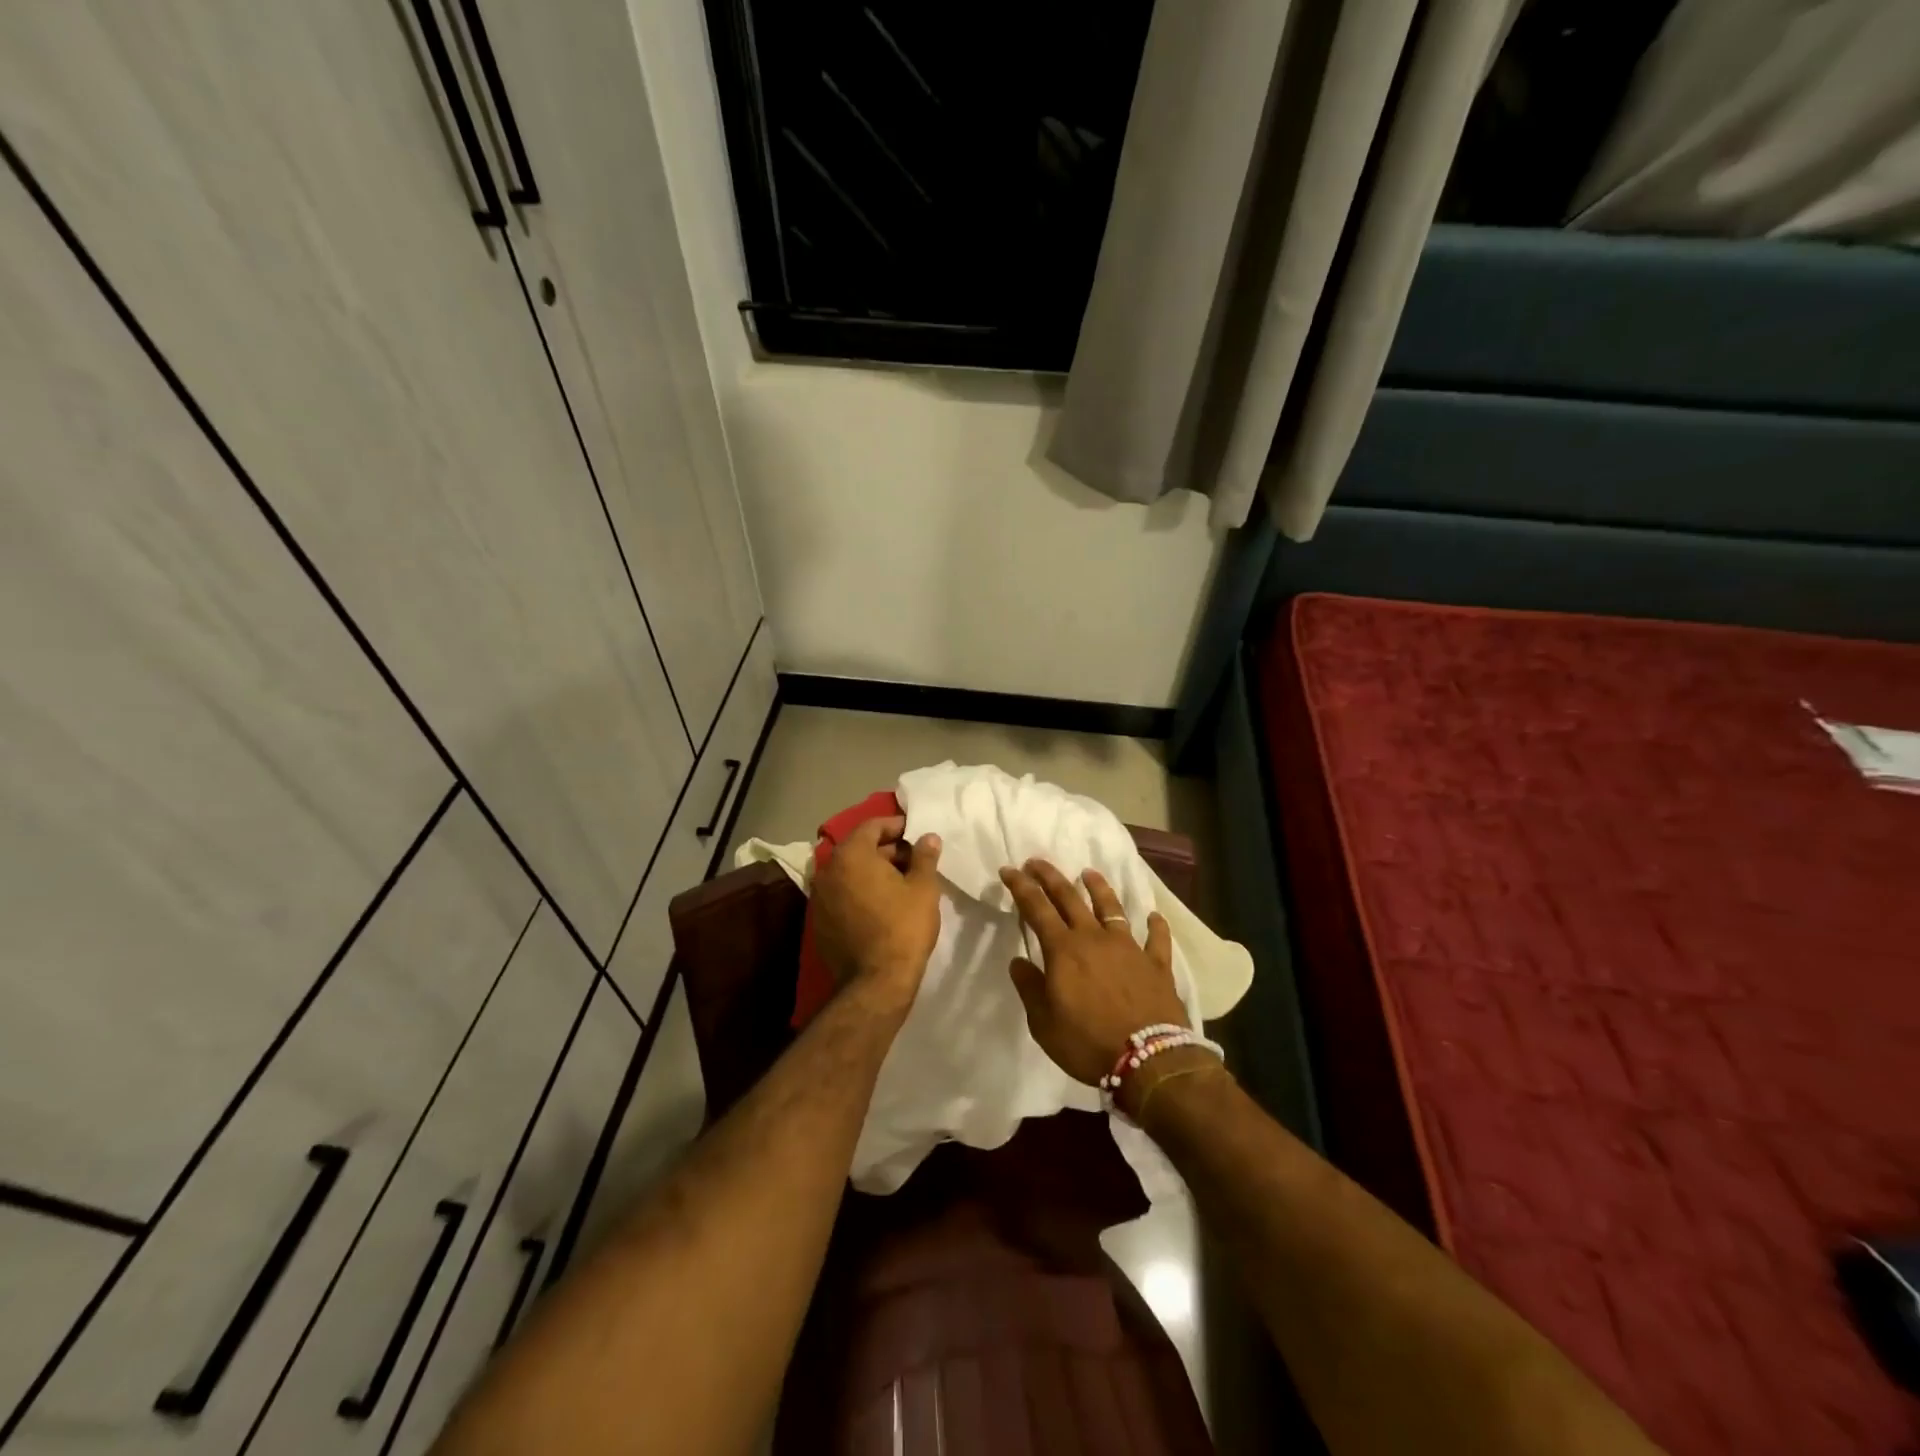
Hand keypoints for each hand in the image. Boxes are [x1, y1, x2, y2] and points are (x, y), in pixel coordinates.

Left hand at [811, 816, 942, 1011]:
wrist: (876, 982)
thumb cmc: (903, 926)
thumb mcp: (923, 888)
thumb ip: (924, 856)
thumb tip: (928, 837)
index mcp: (851, 855)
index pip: (871, 826)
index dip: (896, 827)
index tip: (915, 834)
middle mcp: (828, 870)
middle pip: (858, 849)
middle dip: (886, 850)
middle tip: (913, 860)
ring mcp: (820, 897)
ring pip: (849, 873)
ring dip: (872, 872)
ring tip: (901, 883)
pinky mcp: (819, 922)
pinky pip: (842, 895)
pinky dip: (860, 892)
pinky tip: (882, 905)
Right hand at [998, 859, 1190, 1086]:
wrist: (1149, 1060)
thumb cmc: (1088, 1043)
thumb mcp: (1044, 1024)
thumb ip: (1030, 988)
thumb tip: (1018, 961)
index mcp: (1064, 950)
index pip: (1037, 908)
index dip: (1021, 887)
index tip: (1009, 869)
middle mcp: (1095, 938)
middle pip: (1070, 898)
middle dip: (1051, 877)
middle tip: (1037, 862)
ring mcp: (1129, 947)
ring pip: (1112, 908)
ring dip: (1099, 888)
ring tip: (1089, 872)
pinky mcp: (1156, 964)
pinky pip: (1156, 938)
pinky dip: (1155, 925)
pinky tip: (1154, 916)